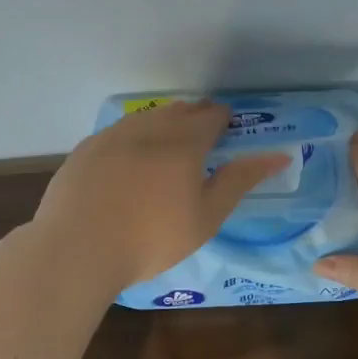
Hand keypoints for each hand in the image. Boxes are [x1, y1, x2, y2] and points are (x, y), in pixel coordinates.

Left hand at [33, 100, 290, 288]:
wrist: (79, 248)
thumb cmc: (152, 239)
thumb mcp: (206, 216)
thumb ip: (240, 180)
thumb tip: (278, 155)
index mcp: (184, 142)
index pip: (211, 115)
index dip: (224, 119)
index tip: (228, 130)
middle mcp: (149, 128)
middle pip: (179, 110)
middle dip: (196, 117)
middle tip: (203, 136)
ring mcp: (112, 135)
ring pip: (146, 118)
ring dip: (164, 123)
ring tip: (169, 144)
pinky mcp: (86, 149)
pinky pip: (118, 132)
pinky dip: (133, 138)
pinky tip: (129, 159)